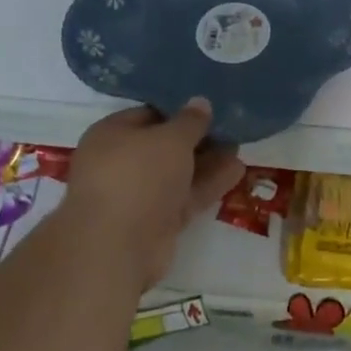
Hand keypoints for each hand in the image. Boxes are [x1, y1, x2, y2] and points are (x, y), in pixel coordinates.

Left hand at [61, 99, 244, 288]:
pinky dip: (207, 185)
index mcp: (111, 135)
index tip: (208, 106)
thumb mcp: (171, 138)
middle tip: (230, 127)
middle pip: (164, 146)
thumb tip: (200, 102)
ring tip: (239, 146)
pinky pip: (184, 197)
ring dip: (207, 162)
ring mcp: (137, 196)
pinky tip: (237, 171)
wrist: (117, 248)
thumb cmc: (138, 175)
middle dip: (197, 139)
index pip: (148, 114)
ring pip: (177, 173)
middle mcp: (120, 163)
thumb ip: (190, 121)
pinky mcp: (155, 224)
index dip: (178, 110)